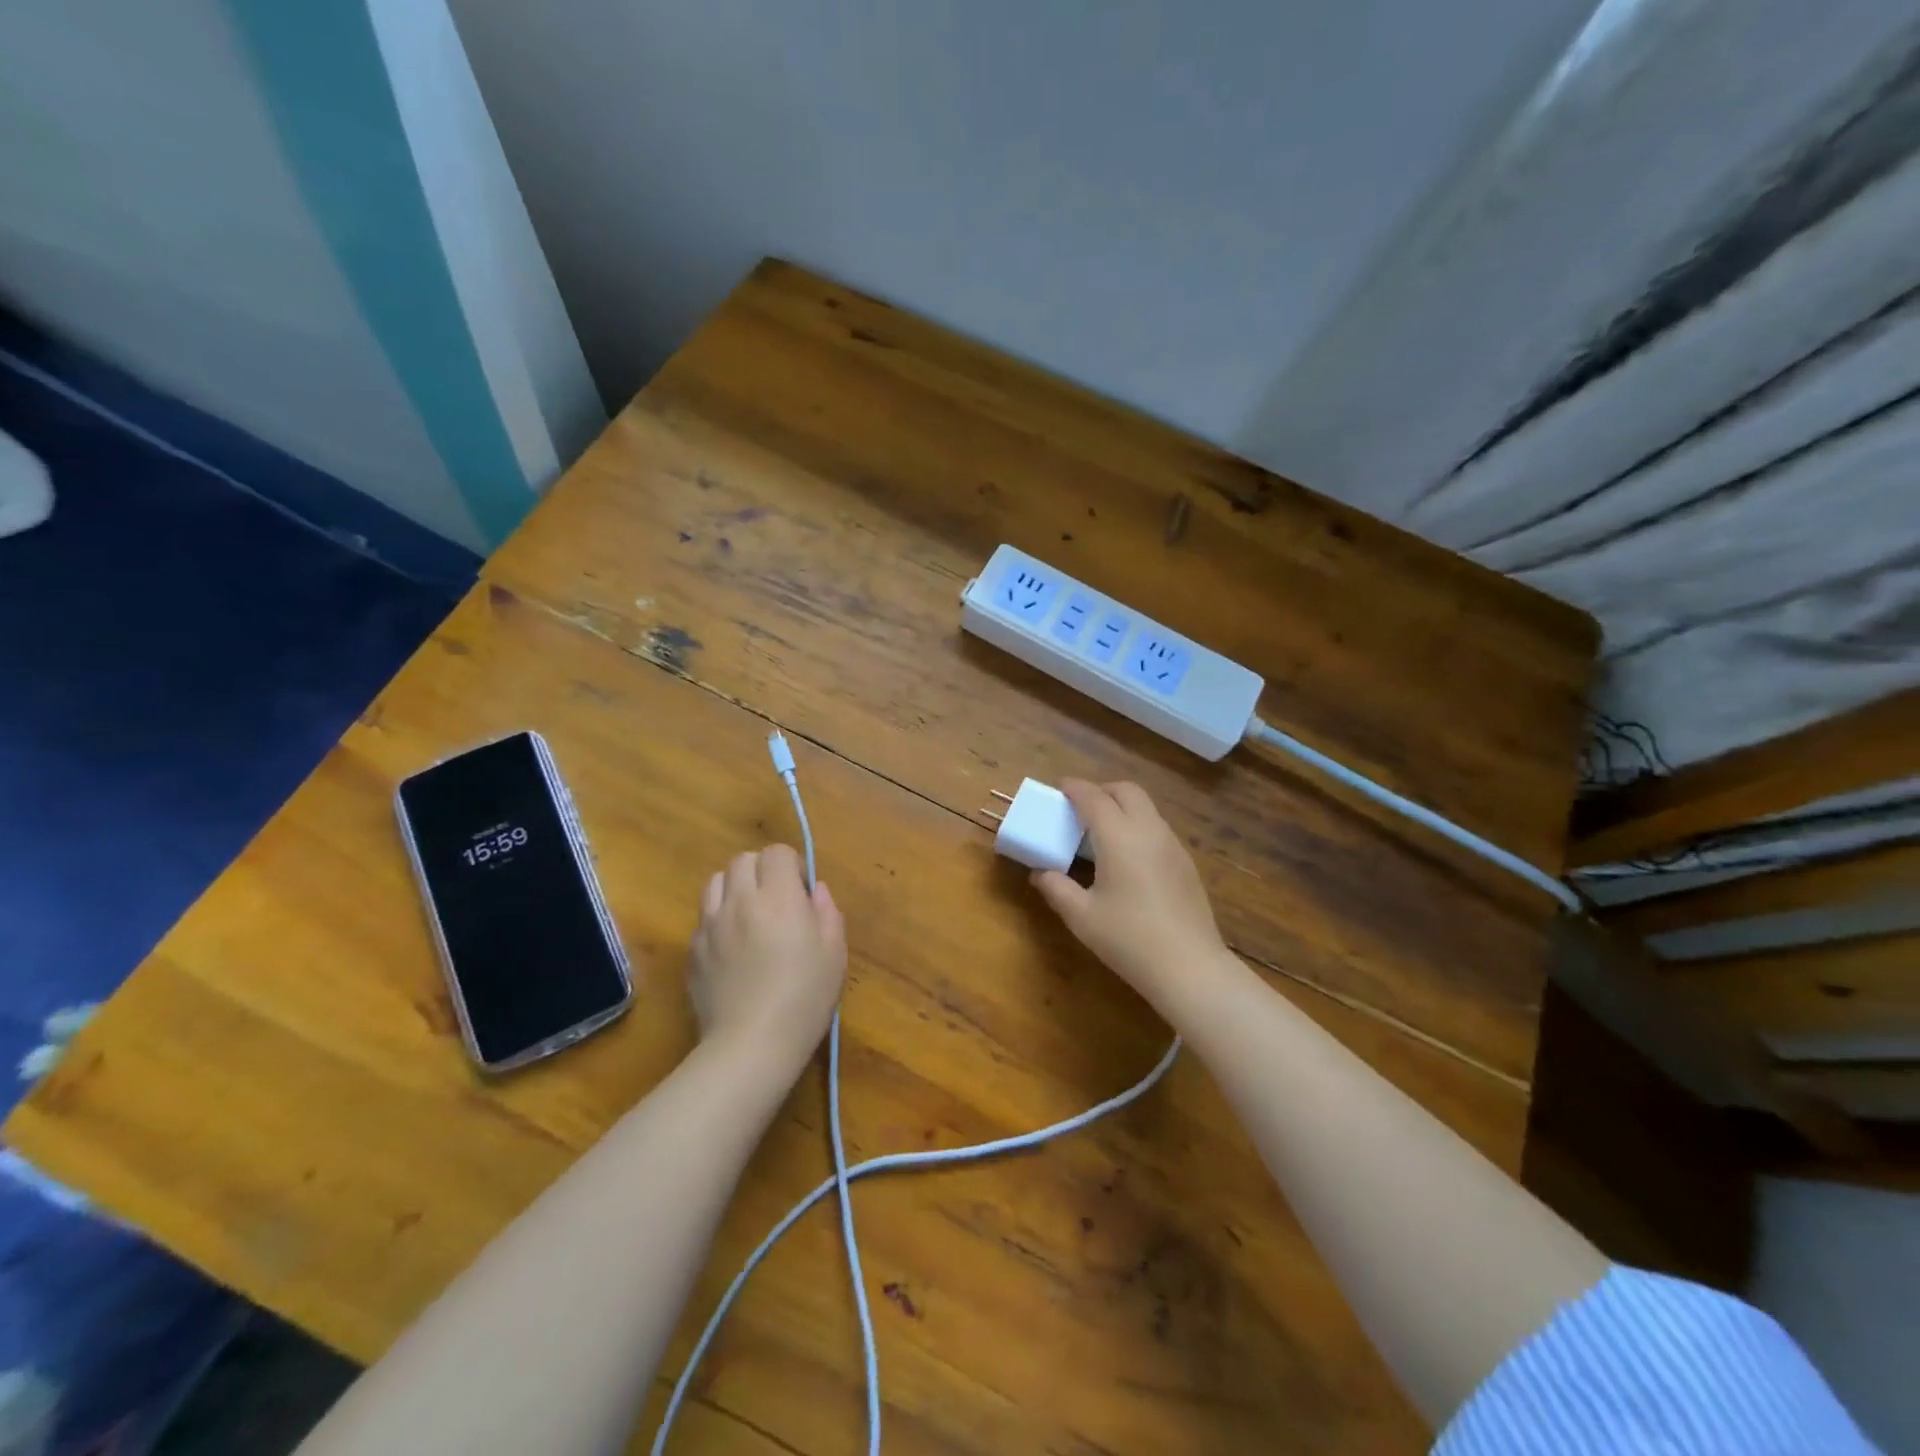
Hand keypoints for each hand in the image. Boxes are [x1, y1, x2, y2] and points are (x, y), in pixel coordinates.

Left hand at [689, 845, 845, 1072]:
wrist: (750, 1045)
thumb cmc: (804, 998)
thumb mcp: (834, 954)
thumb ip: (827, 912)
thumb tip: (815, 890)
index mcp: (778, 897)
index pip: (776, 853)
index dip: (791, 865)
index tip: (801, 892)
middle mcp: (740, 901)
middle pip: (743, 860)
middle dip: (762, 871)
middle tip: (777, 900)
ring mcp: (710, 925)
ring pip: (715, 882)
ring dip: (735, 888)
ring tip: (749, 916)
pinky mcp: (692, 951)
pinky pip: (704, 918)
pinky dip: (719, 919)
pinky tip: (732, 949)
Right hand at [1031, 780, 1229, 1015]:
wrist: (1189, 968)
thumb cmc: (1129, 939)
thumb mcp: (1081, 916)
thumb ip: (1056, 888)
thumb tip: (1039, 873)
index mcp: (1119, 836)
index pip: (1093, 797)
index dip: (1074, 788)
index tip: (1059, 788)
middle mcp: (1149, 830)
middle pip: (1126, 791)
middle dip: (1101, 790)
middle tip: (1080, 808)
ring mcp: (1172, 845)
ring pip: (1146, 808)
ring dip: (1122, 807)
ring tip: (1100, 832)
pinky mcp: (1186, 864)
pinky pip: (1157, 829)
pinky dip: (1137, 826)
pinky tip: (1127, 858)